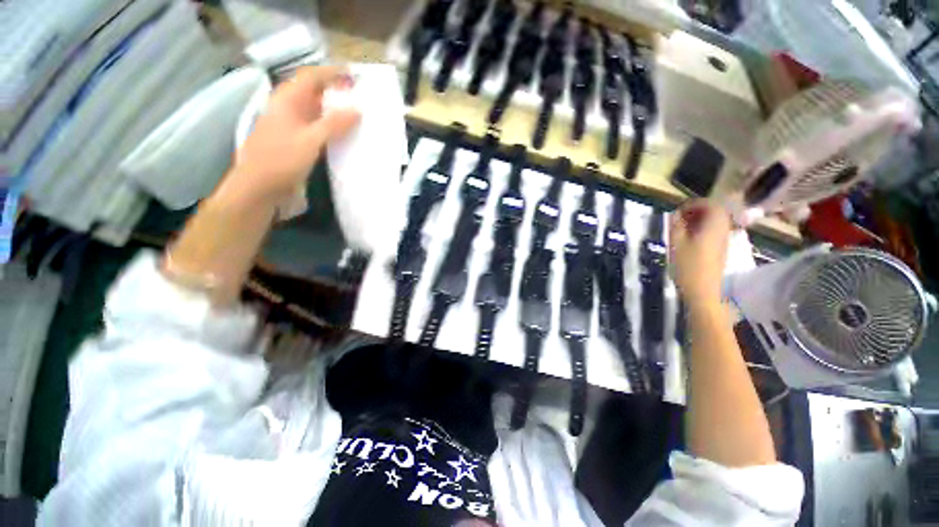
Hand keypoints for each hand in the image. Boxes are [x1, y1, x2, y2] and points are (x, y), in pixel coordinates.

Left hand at [223, 66, 360, 204]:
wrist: (259, 186)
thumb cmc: (281, 159)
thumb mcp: (310, 140)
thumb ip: (334, 124)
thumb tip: (357, 110)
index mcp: (288, 100)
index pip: (312, 77)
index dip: (332, 73)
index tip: (355, 76)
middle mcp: (288, 108)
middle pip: (314, 92)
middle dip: (336, 91)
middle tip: (359, 97)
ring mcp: (291, 124)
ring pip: (316, 110)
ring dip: (334, 110)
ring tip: (356, 114)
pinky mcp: (295, 140)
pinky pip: (316, 126)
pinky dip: (330, 127)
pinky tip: (343, 134)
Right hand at [669, 199, 731, 308]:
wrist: (703, 291)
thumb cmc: (688, 266)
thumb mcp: (676, 243)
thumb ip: (676, 225)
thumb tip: (675, 214)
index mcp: (714, 226)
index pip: (710, 204)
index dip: (693, 204)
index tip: (678, 209)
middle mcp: (723, 230)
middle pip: (715, 212)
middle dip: (697, 211)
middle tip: (679, 217)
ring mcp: (723, 240)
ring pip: (715, 222)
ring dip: (699, 220)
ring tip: (681, 227)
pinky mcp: (720, 250)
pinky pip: (714, 232)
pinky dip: (702, 229)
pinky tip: (688, 238)